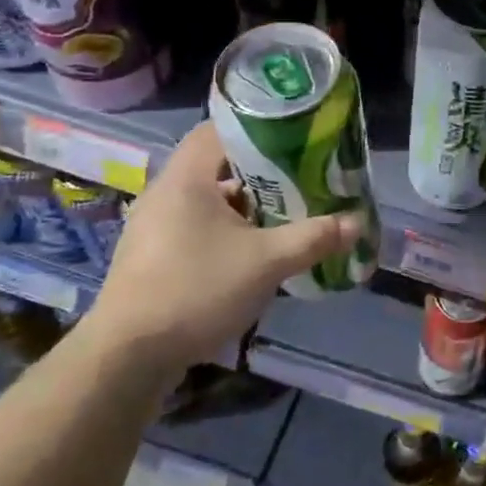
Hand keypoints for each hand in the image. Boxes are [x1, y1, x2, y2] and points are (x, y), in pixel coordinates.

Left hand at [83, 123, 360, 371]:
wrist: (128, 357)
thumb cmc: (196, 290)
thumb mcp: (266, 263)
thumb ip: (313, 238)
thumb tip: (358, 223)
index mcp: (186, 178)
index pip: (219, 129)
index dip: (257, 128)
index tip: (294, 139)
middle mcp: (164, 193)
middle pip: (217, 166)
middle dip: (261, 173)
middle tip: (301, 180)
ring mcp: (153, 227)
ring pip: (208, 201)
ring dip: (245, 207)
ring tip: (285, 217)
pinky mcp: (151, 257)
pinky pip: (195, 228)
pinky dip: (225, 232)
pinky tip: (252, 254)